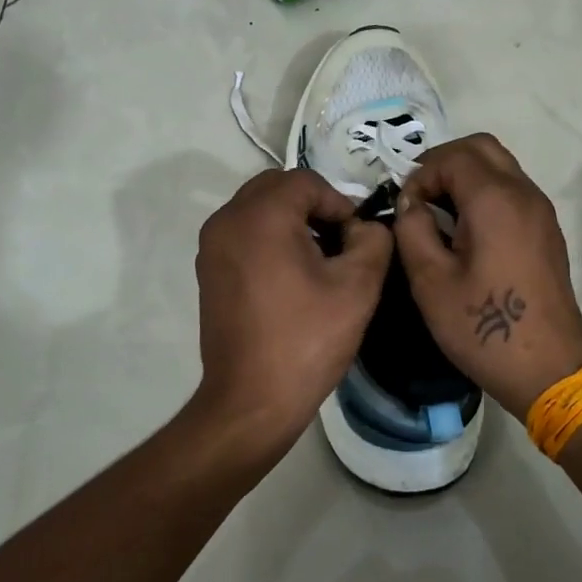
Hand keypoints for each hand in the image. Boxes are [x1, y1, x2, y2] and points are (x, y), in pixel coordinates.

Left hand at [190, 168, 393, 462]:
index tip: (357, 239)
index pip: (306, 182)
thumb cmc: (306, 340)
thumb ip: (373, 241)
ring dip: (290, 220)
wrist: (251, 400)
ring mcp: (211, 246)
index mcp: (260, 216)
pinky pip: (243, 233)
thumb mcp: (357, 287)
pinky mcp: (208, 270)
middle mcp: (227, 220)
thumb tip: (365, 227)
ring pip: (257, 209)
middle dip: (313, 206)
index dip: (339, 203)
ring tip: (319, 260)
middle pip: (277, 188)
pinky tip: (291, 277)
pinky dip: (269, 238)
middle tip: (340, 242)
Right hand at [392, 135, 581, 418]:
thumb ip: (412, 229)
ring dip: (465, 176)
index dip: (420, 175)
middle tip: (419, 198)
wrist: (549, 370)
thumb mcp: (430, 281)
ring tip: (438, 215)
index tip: (405, 210)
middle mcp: (524, 193)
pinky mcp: (547, 231)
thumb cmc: (484, 328)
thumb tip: (410, 203)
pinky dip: (484, 192)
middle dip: (443, 163)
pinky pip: (512, 190)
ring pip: (500, 166)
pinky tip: (465, 232)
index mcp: (495, 200)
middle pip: (481, 147)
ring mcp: (541, 211)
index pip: (451, 157)